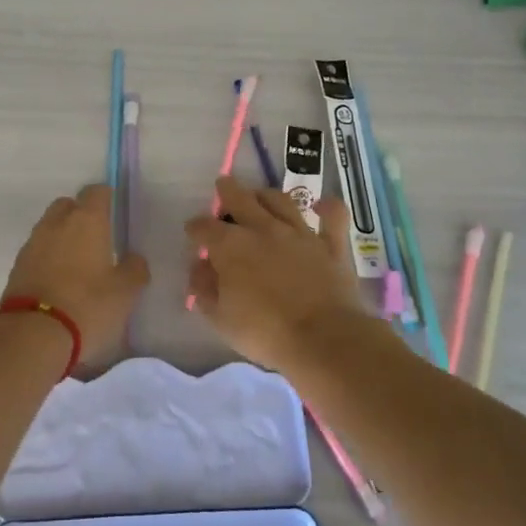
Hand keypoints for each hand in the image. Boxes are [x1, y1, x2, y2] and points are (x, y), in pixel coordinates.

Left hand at [0, 184, 149, 368]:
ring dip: (63, 237)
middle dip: (81, 214)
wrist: (32, 334)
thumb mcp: (125, 293)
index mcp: (87, 220)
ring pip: (50, 227)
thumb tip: (133, 258)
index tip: (115, 213)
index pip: (96, 192)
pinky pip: (37, 251)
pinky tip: (59, 280)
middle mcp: (56, 223)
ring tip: (78, 263)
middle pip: (68, 205)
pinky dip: (48, 257)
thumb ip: (134, 269)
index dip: (106, 198)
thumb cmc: (87, 306)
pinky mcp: (17, 266)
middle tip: (97, 238)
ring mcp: (32, 243)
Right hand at [184, 177, 369, 372]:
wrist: (322, 339)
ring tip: (260, 195)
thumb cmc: (264, 332)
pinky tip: (321, 205)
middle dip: (227, 191)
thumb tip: (199, 268)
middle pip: (240, 198)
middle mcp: (263, 229)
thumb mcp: (220, 318)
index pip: (204, 227)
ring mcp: (299, 233)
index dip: (195, 227)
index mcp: (230, 246)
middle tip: (223, 186)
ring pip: (280, 200)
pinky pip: (333, 217)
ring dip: (266, 194)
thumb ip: (204, 289)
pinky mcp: (330, 245)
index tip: (193, 232)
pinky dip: (327, 207)